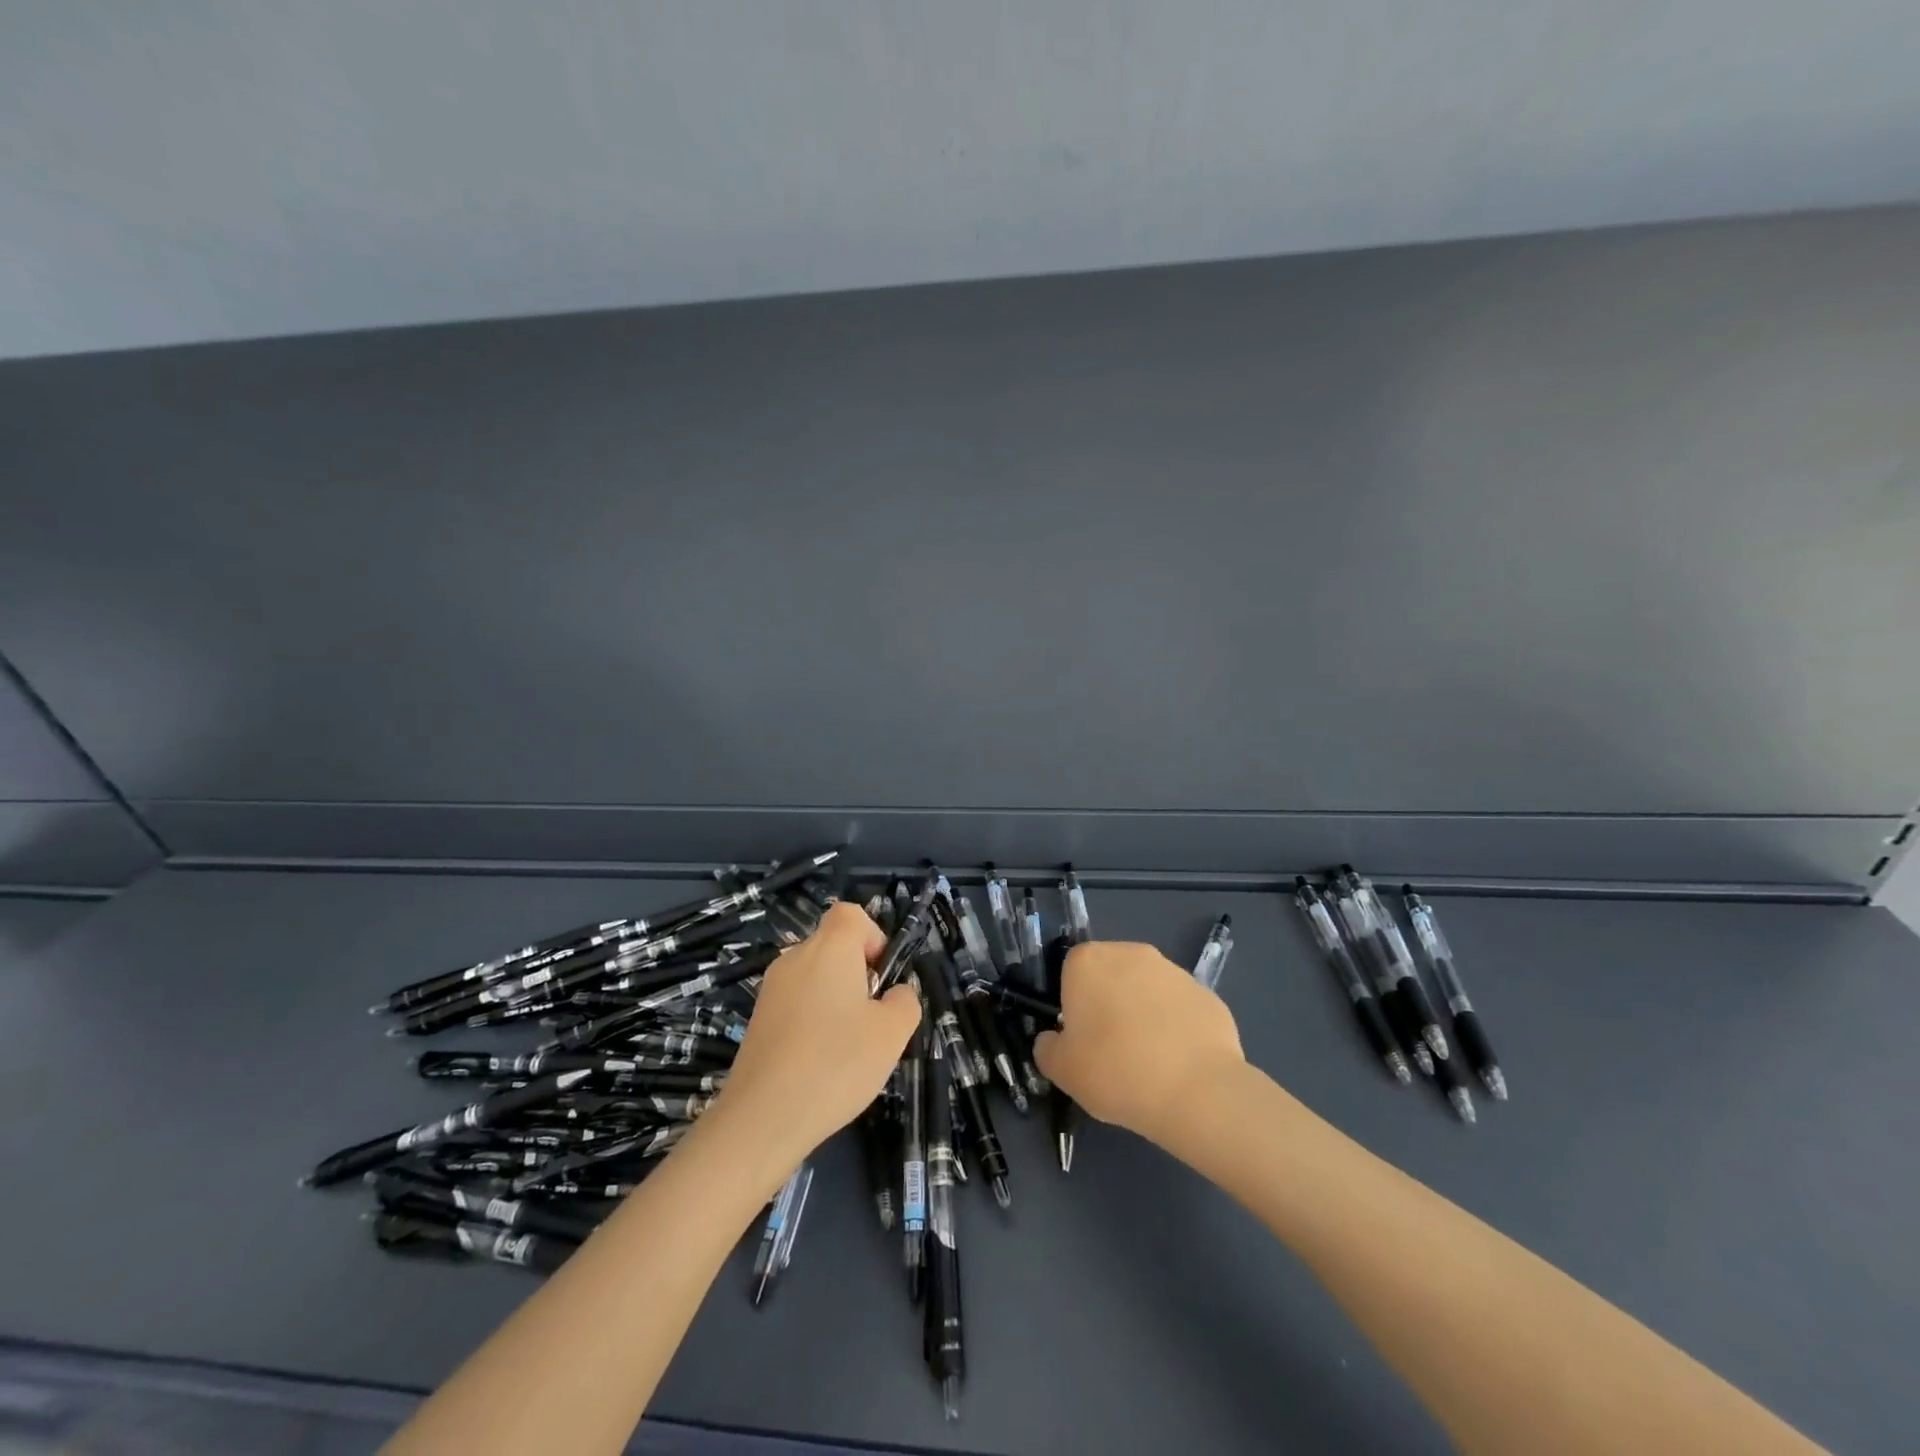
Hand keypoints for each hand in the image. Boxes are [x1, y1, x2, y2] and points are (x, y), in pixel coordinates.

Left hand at [710, 902, 919, 1177]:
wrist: (762, 1118)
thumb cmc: (836, 1063)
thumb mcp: (892, 1033)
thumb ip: (905, 1001)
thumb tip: (895, 993)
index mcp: (829, 948)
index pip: (850, 914)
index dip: (873, 937)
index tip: (882, 977)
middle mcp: (795, 958)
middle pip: (833, 946)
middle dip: (858, 974)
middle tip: (871, 1018)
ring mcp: (771, 989)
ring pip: (815, 977)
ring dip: (836, 1000)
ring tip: (847, 1047)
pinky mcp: (757, 1020)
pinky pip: (796, 1004)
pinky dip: (813, 1021)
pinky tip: (820, 1063)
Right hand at [1035, 941, 1244, 1152]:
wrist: (1196, 1091)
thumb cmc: (1115, 1071)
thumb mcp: (1061, 1070)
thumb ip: (1047, 1048)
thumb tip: (1053, 1040)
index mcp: (1088, 961)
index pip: (1071, 973)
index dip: (1074, 1006)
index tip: (1082, 1039)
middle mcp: (1131, 953)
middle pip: (1111, 976)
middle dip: (1110, 1004)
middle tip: (1111, 1050)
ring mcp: (1174, 971)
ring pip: (1148, 991)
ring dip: (1145, 1014)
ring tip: (1149, 1063)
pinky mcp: (1207, 994)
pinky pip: (1180, 1010)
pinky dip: (1177, 1029)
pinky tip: (1179, 1064)